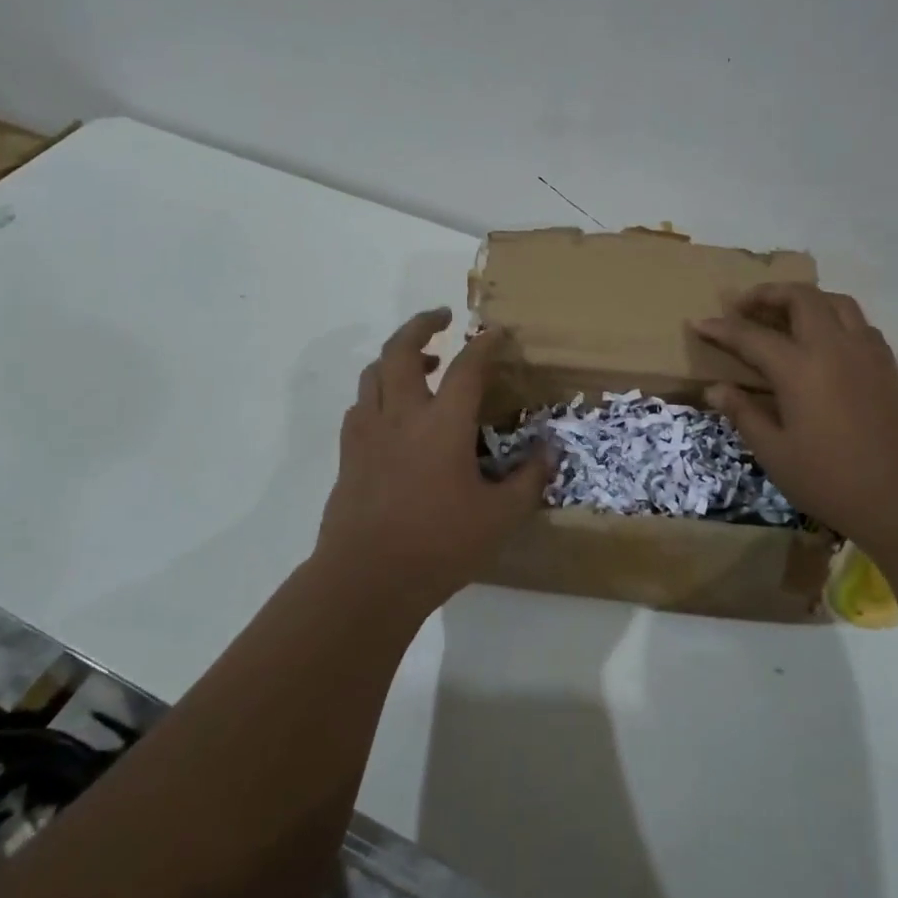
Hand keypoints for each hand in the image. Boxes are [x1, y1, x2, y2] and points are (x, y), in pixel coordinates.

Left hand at [314, 308, 554, 612]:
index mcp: (443, 424)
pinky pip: (360, 406)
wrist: (366, 579)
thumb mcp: (499, 517)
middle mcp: (402, 415)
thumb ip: (528, 480)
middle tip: (441, 317)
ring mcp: (368, 433)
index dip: (485, 344)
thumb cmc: (439, 545)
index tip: (497, 333)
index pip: (467, 367)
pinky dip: (377, 393)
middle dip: (421, 325)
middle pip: (401, 350)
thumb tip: (549, 451)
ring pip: (374, 373)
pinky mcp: (349, 454)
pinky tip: (391, 412)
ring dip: (396, 357)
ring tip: (421, 363)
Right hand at [692, 284, 897, 545]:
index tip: (698, 323)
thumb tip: (715, 388)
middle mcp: (834, 347)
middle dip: (768, 294)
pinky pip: (859, 324)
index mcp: (800, 368)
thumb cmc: (833, 481)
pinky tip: (826, 342)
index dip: (722, 329)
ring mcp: (867, 354)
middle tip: (743, 307)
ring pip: (837, 302)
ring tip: (785, 315)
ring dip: (806, 299)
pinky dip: (836, 318)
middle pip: (801, 298)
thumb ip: (744, 414)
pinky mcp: (888, 367)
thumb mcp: (775, 454)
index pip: (751, 336)